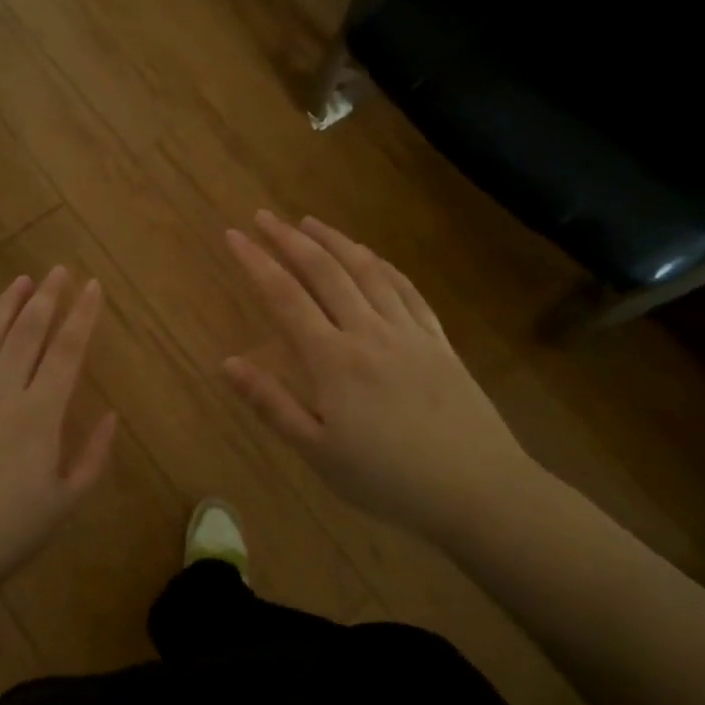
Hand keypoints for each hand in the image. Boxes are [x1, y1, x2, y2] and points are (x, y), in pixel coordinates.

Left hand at [0, 268, 116, 603]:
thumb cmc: (4, 538)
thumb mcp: (64, 505)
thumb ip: (93, 457)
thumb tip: (112, 415)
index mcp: (38, 415)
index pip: (66, 350)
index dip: (82, 314)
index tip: (92, 285)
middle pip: (27, 332)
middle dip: (46, 297)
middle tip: (58, 270)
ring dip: (5, 306)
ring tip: (20, 282)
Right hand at [222, 211, 536, 536]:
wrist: (477, 489)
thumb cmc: (388, 478)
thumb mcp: (318, 452)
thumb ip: (272, 404)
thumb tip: (227, 363)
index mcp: (333, 359)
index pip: (285, 296)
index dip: (256, 262)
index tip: (234, 235)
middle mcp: (368, 331)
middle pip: (325, 271)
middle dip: (289, 239)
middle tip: (264, 216)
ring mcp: (408, 332)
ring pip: (366, 271)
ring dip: (335, 241)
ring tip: (310, 222)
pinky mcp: (438, 340)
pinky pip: (407, 290)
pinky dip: (382, 265)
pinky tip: (371, 256)